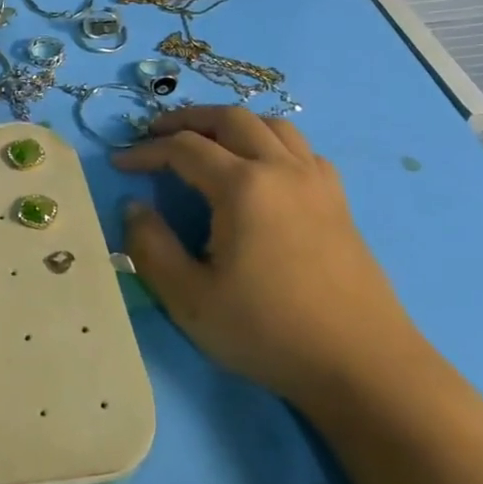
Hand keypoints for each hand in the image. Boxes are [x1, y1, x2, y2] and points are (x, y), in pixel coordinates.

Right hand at [114, 106, 426, 412]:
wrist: (362, 365)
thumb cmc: (268, 331)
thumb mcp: (189, 298)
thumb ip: (151, 246)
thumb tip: (135, 206)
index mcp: (243, 186)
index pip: (184, 148)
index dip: (146, 151)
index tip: (120, 163)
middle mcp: (281, 168)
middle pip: (230, 118)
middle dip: (187, 119)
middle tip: (157, 134)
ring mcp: (316, 182)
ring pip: (272, 125)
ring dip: (232, 124)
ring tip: (208, 141)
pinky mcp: (339, 201)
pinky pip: (302, 150)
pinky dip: (272, 142)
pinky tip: (264, 168)